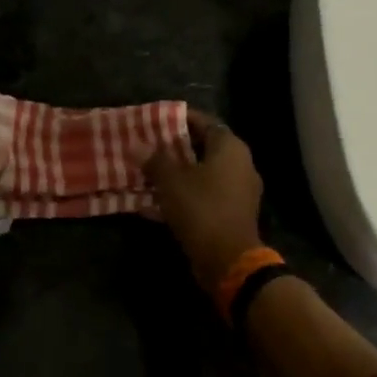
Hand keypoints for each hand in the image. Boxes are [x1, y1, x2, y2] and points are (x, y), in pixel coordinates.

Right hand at [145, 111, 264, 294]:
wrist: (227, 258)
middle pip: (204, 148)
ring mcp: (239, 191)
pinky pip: (204, 196)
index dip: (181, 119)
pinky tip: (157, 203)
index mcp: (230, 148)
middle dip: (175, 148)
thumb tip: (136, 145)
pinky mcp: (231, 214)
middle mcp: (240, 165)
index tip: (156, 120)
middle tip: (148, 147)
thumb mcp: (171, 181)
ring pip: (203, 175)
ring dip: (177, 174)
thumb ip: (154, 160)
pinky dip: (184, 196)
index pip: (206, 122)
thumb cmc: (201, 208)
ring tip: (148, 174)